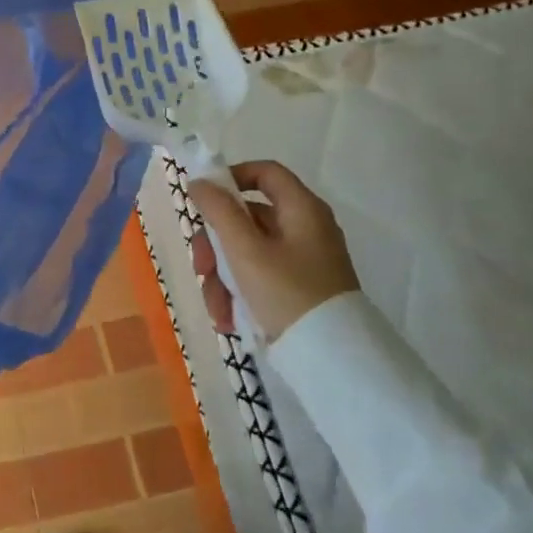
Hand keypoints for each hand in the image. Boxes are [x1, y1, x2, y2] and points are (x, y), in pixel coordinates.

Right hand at [188, 161, 358, 340]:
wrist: (332, 360)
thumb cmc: (288, 293)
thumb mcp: (245, 251)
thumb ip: (219, 211)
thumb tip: (200, 182)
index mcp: (301, 210)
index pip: (265, 172)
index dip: (232, 177)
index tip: (203, 199)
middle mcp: (304, 229)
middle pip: (247, 218)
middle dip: (215, 245)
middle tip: (201, 268)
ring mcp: (302, 261)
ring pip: (246, 252)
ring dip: (222, 277)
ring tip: (217, 309)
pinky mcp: (297, 289)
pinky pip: (258, 278)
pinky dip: (239, 294)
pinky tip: (228, 320)